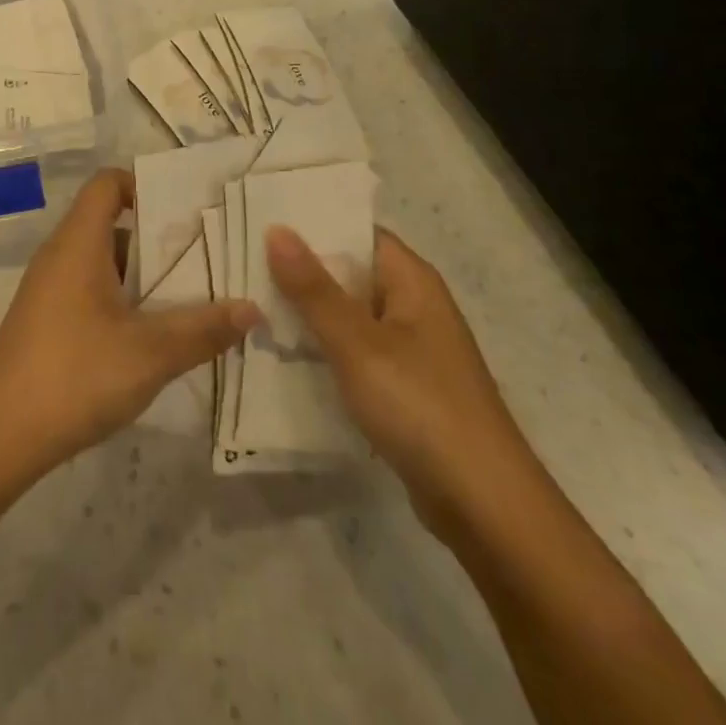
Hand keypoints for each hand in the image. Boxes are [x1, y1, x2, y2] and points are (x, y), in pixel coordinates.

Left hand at [0, 169, 260, 474]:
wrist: (2, 432)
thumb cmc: (77, 374)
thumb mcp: (151, 352)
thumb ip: (204, 328)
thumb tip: (252, 308)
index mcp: (78, 242)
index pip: (107, 183)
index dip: (144, 186)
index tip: (184, 212)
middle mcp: (59, 254)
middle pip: (110, 223)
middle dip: (156, 238)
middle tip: (204, 259)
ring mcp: (48, 287)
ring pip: (101, 260)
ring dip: (141, 274)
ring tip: (189, 298)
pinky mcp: (45, 318)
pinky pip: (88, 288)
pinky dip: (120, 298)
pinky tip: (150, 334)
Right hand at [266, 224, 536, 534]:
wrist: (485, 507)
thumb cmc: (421, 407)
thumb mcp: (357, 343)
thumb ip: (313, 288)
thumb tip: (276, 229)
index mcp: (412, 280)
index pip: (356, 231)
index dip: (311, 223)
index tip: (260, 218)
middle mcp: (414, 305)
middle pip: (349, 271)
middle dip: (299, 268)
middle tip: (240, 259)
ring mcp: (410, 348)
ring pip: (348, 314)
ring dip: (307, 310)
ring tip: (248, 299)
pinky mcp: (404, 386)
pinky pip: (355, 350)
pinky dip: (323, 347)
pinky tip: (282, 351)